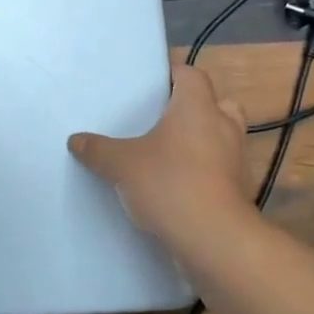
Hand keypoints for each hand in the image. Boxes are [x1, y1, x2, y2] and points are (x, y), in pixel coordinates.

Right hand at [68, 61, 258, 255]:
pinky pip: (221, 168)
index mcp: (197, 106)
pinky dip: (206, 171)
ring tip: (171, 152)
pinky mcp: (238, 189)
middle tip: (165, 119)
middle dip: (196, 108)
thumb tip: (76, 140)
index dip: (173, 75)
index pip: (191, 74)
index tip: (151, 85)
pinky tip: (179, 184)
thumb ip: (98, 150)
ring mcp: (235, 159)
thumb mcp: (121, 164)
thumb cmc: (168, 183)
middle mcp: (223, 125)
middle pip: (217, 102)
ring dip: (203, 141)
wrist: (212, 238)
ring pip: (223, 137)